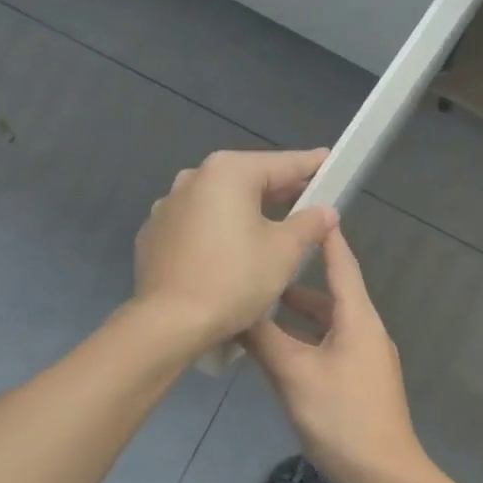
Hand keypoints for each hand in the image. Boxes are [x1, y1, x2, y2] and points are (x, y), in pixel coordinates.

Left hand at [134, 148, 337, 348]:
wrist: (169, 323)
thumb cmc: (234, 279)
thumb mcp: (284, 251)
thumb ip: (309, 224)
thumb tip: (324, 211)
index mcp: (228, 173)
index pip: (281, 163)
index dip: (310, 164)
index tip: (328, 160)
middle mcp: (193, 178)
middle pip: (248, 179)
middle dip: (279, 190)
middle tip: (308, 199)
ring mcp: (167, 205)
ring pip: (219, 201)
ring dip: (246, 210)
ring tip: (271, 227)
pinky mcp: (154, 234)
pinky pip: (196, 223)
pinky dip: (217, 229)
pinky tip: (230, 251)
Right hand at [243, 227, 426, 482]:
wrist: (384, 475)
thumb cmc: (341, 417)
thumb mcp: (294, 374)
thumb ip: (263, 339)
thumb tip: (234, 308)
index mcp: (358, 318)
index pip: (341, 263)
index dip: (323, 236)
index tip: (303, 208)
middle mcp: (365, 329)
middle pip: (330, 293)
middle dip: (296, 279)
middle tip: (261, 263)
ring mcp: (364, 357)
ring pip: (326, 322)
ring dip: (296, 314)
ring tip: (259, 306)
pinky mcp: (358, 380)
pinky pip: (327, 345)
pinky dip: (303, 339)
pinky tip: (276, 349)